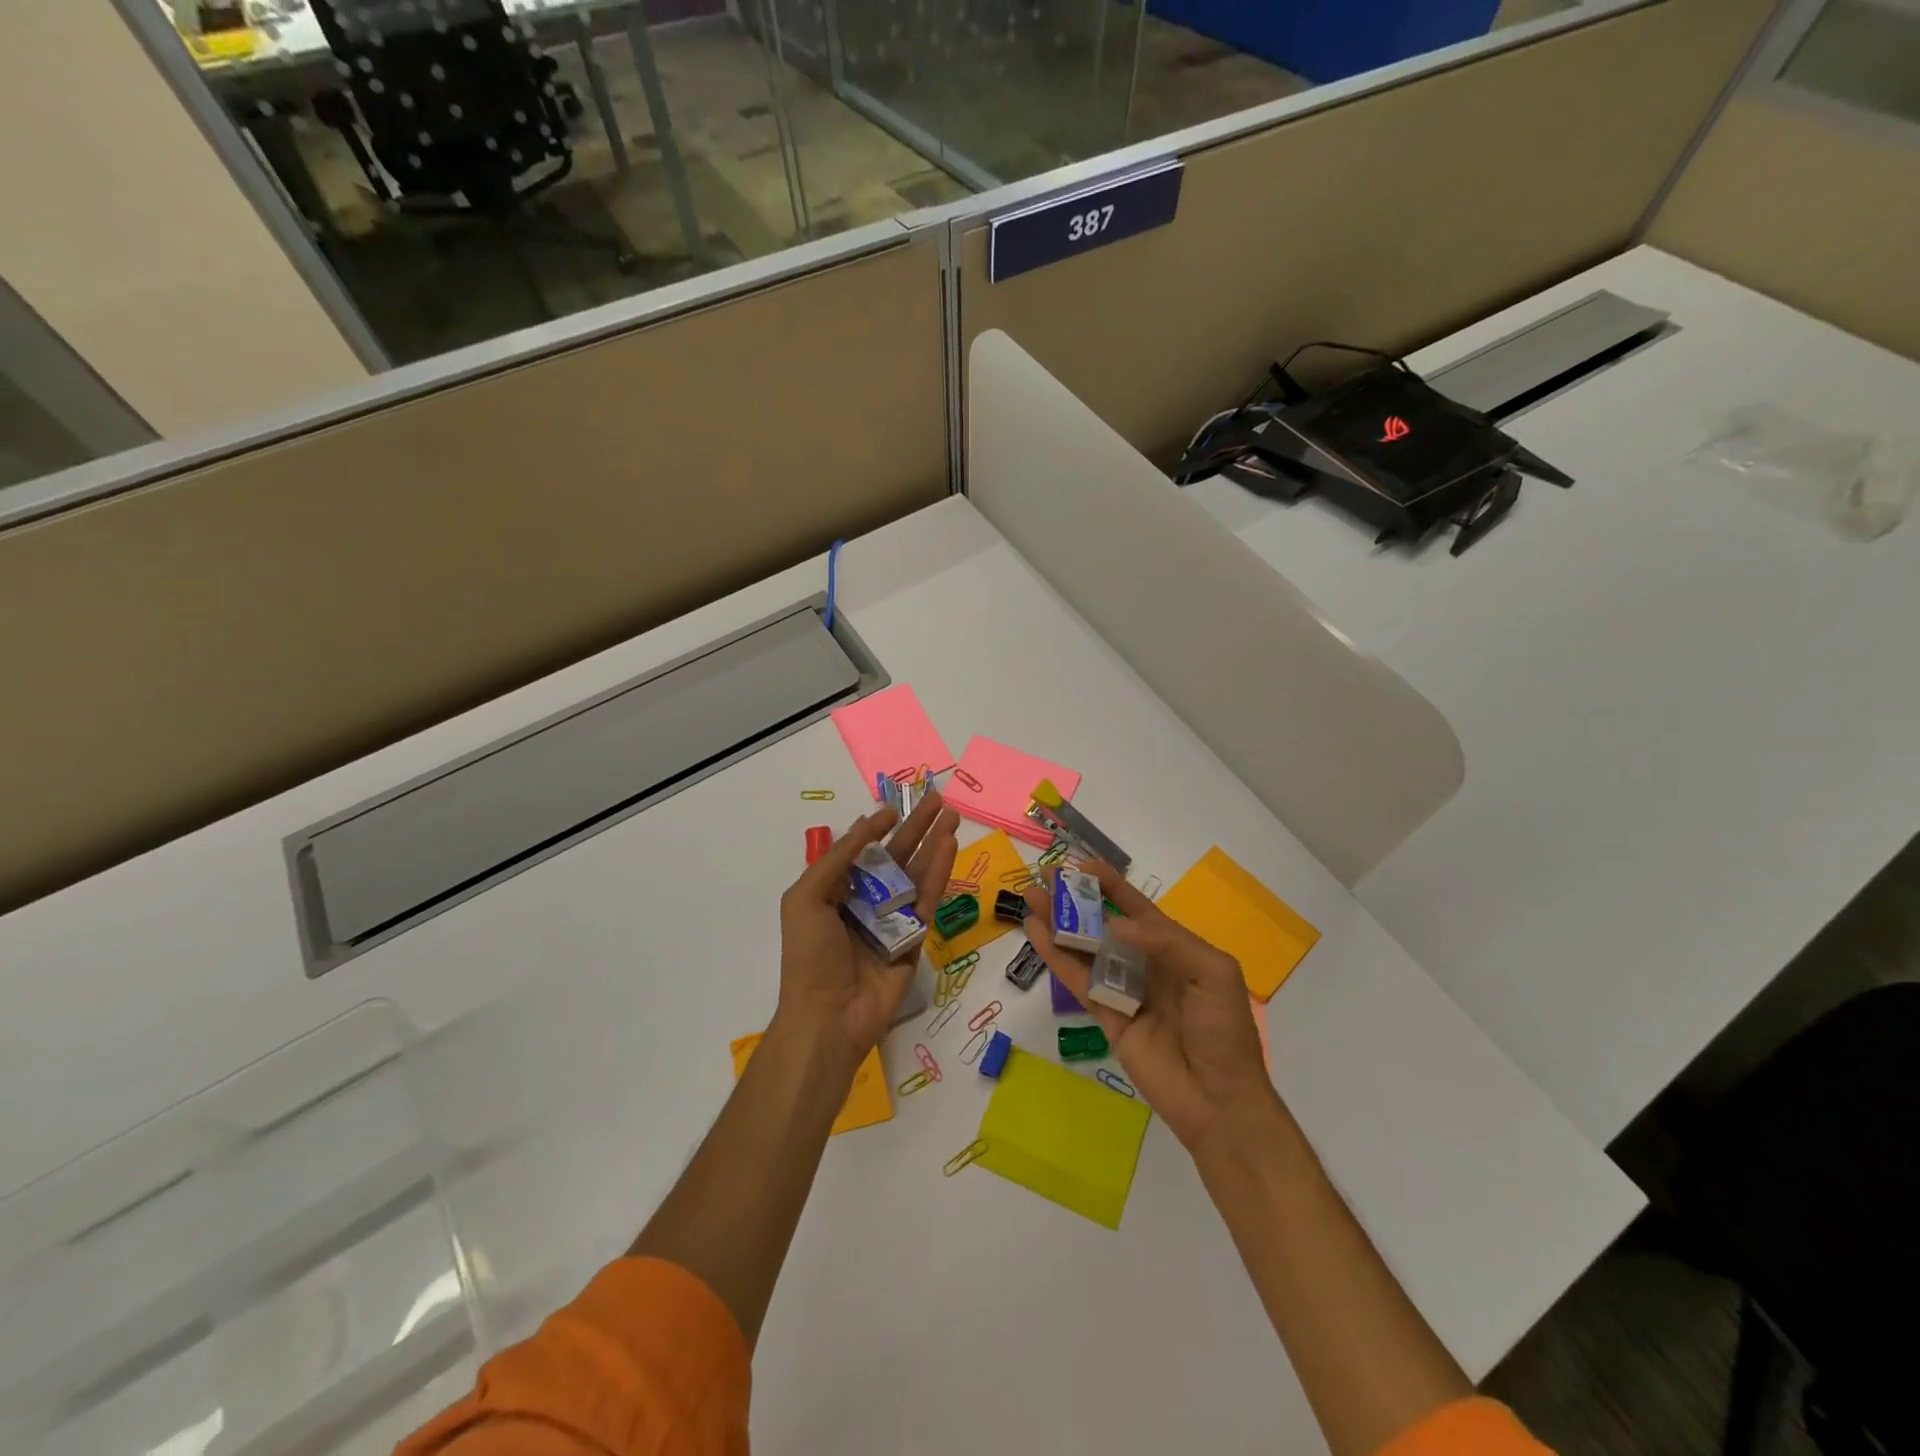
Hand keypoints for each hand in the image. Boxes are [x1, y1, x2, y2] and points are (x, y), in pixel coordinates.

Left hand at [776, 790, 959, 1070]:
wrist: (829, 1016)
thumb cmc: (810, 954)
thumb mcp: (807, 897)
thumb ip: (838, 858)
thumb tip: (868, 823)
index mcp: (836, 891)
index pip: (862, 851)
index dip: (878, 827)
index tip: (894, 808)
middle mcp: (867, 901)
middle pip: (896, 856)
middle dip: (916, 827)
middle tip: (938, 800)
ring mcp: (893, 919)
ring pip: (917, 873)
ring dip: (934, 843)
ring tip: (951, 815)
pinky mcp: (916, 937)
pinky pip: (928, 898)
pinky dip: (939, 871)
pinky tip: (949, 846)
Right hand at [1025, 861, 1276, 1151]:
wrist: (1219, 1101)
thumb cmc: (1224, 1031)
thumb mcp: (1213, 973)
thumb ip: (1166, 941)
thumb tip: (1114, 924)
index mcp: (1175, 949)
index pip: (1138, 908)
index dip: (1111, 885)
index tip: (1082, 865)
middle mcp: (1145, 964)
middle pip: (1104, 923)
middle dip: (1077, 900)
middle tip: (1046, 878)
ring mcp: (1122, 990)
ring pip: (1084, 949)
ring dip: (1059, 923)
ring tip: (1031, 897)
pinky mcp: (1105, 1016)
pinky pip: (1077, 980)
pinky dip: (1055, 956)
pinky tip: (1036, 933)